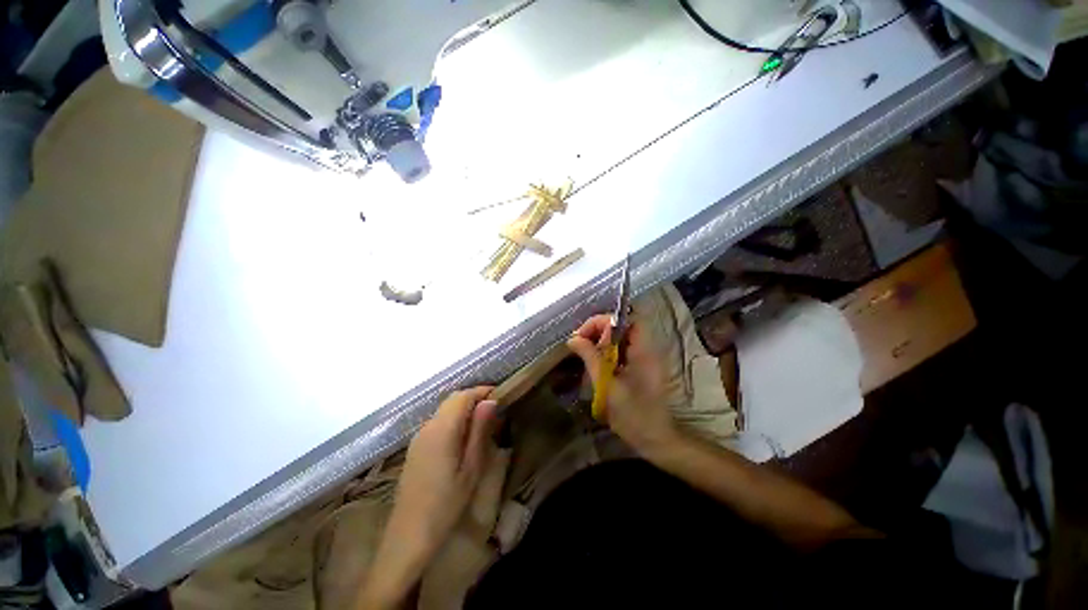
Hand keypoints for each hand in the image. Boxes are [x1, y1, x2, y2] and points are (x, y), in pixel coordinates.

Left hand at [360, 387, 497, 608]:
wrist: (408, 537)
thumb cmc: (446, 504)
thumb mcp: (471, 468)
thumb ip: (480, 431)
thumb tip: (490, 402)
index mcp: (442, 430)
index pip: (463, 396)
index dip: (482, 391)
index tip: (501, 394)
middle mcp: (428, 427)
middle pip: (452, 400)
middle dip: (474, 398)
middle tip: (495, 409)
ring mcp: (419, 437)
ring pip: (444, 410)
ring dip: (464, 408)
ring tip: (484, 422)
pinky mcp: (416, 448)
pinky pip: (438, 423)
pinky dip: (454, 420)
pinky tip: (464, 437)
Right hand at [567, 315, 677, 454]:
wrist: (655, 440)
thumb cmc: (633, 414)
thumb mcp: (607, 385)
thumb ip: (591, 358)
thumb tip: (573, 338)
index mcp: (644, 352)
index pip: (628, 320)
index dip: (606, 321)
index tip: (585, 334)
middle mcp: (647, 351)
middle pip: (623, 327)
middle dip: (600, 331)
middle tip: (582, 345)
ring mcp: (644, 360)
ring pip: (620, 339)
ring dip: (601, 343)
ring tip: (586, 355)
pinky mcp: (639, 369)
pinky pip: (621, 352)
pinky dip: (606, 353)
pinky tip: (595, 365)